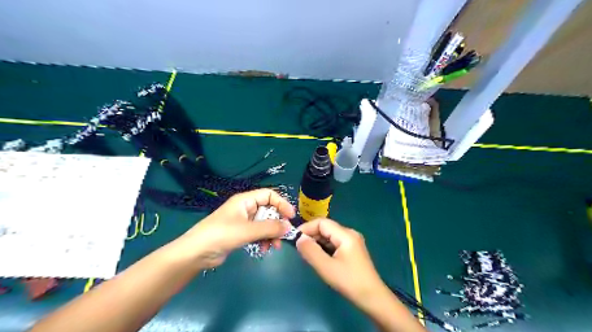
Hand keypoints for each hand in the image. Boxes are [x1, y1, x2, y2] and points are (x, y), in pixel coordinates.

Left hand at [176, 187, 294, 268]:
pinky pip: (258, 233)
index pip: (269, 195)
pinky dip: (263, 240)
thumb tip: (289, 227)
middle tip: (283, 236)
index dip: (282, 203)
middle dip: (277, 223)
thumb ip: (269, 228)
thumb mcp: (247, 230)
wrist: (195, 253)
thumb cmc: (221, 235)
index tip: (291, 217)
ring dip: (271, 234)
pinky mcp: (240, 234)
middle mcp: (245, 208)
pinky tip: (264, 249)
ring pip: (264, 224)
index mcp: (245, 200)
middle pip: (268, 211)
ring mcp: (243, 221)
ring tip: (273, 247)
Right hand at [298, 219, 386, 308]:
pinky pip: (334, 243)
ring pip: (329, 236)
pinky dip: (324, 247)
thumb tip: (298, 239)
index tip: (294, 238)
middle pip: (326, 228)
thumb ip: (311, 251)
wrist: (372, 298)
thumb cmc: (349, 282)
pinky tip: (319, 257)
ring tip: (306, 253)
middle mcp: (350, 234)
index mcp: (346, 234)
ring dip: (317, 242)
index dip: (307, 228)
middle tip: (299, 248)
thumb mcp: (326, 267)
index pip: (322, 222)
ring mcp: (352, 241)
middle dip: (311, 235)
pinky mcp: (352, 250)